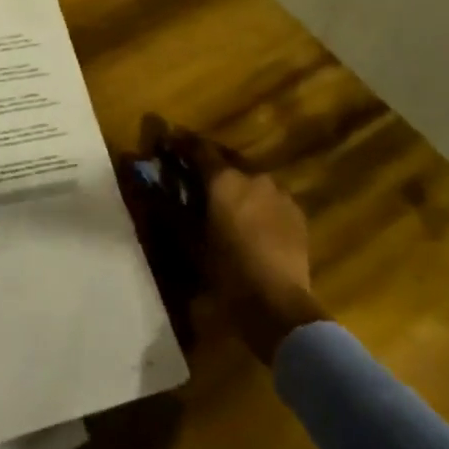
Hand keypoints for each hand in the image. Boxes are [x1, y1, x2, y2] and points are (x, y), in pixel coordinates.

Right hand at [173, 131, 327, 361]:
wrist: (278, 304)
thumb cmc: (227, 272)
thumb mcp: (189, 242)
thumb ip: (171, 209)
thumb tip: (152, 188)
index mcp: (224, 179)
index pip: (198, 148)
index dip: (180, 143)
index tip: (167, 143)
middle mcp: (253, 175)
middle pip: (227, 157)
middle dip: (209, 160)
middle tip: (193, 171)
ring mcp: (280, 193)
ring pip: (251, 175)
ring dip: (234, 179)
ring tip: (222, 196)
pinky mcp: (296, 212)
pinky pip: (270, 195)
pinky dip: (255, 198)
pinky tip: (250, 216)